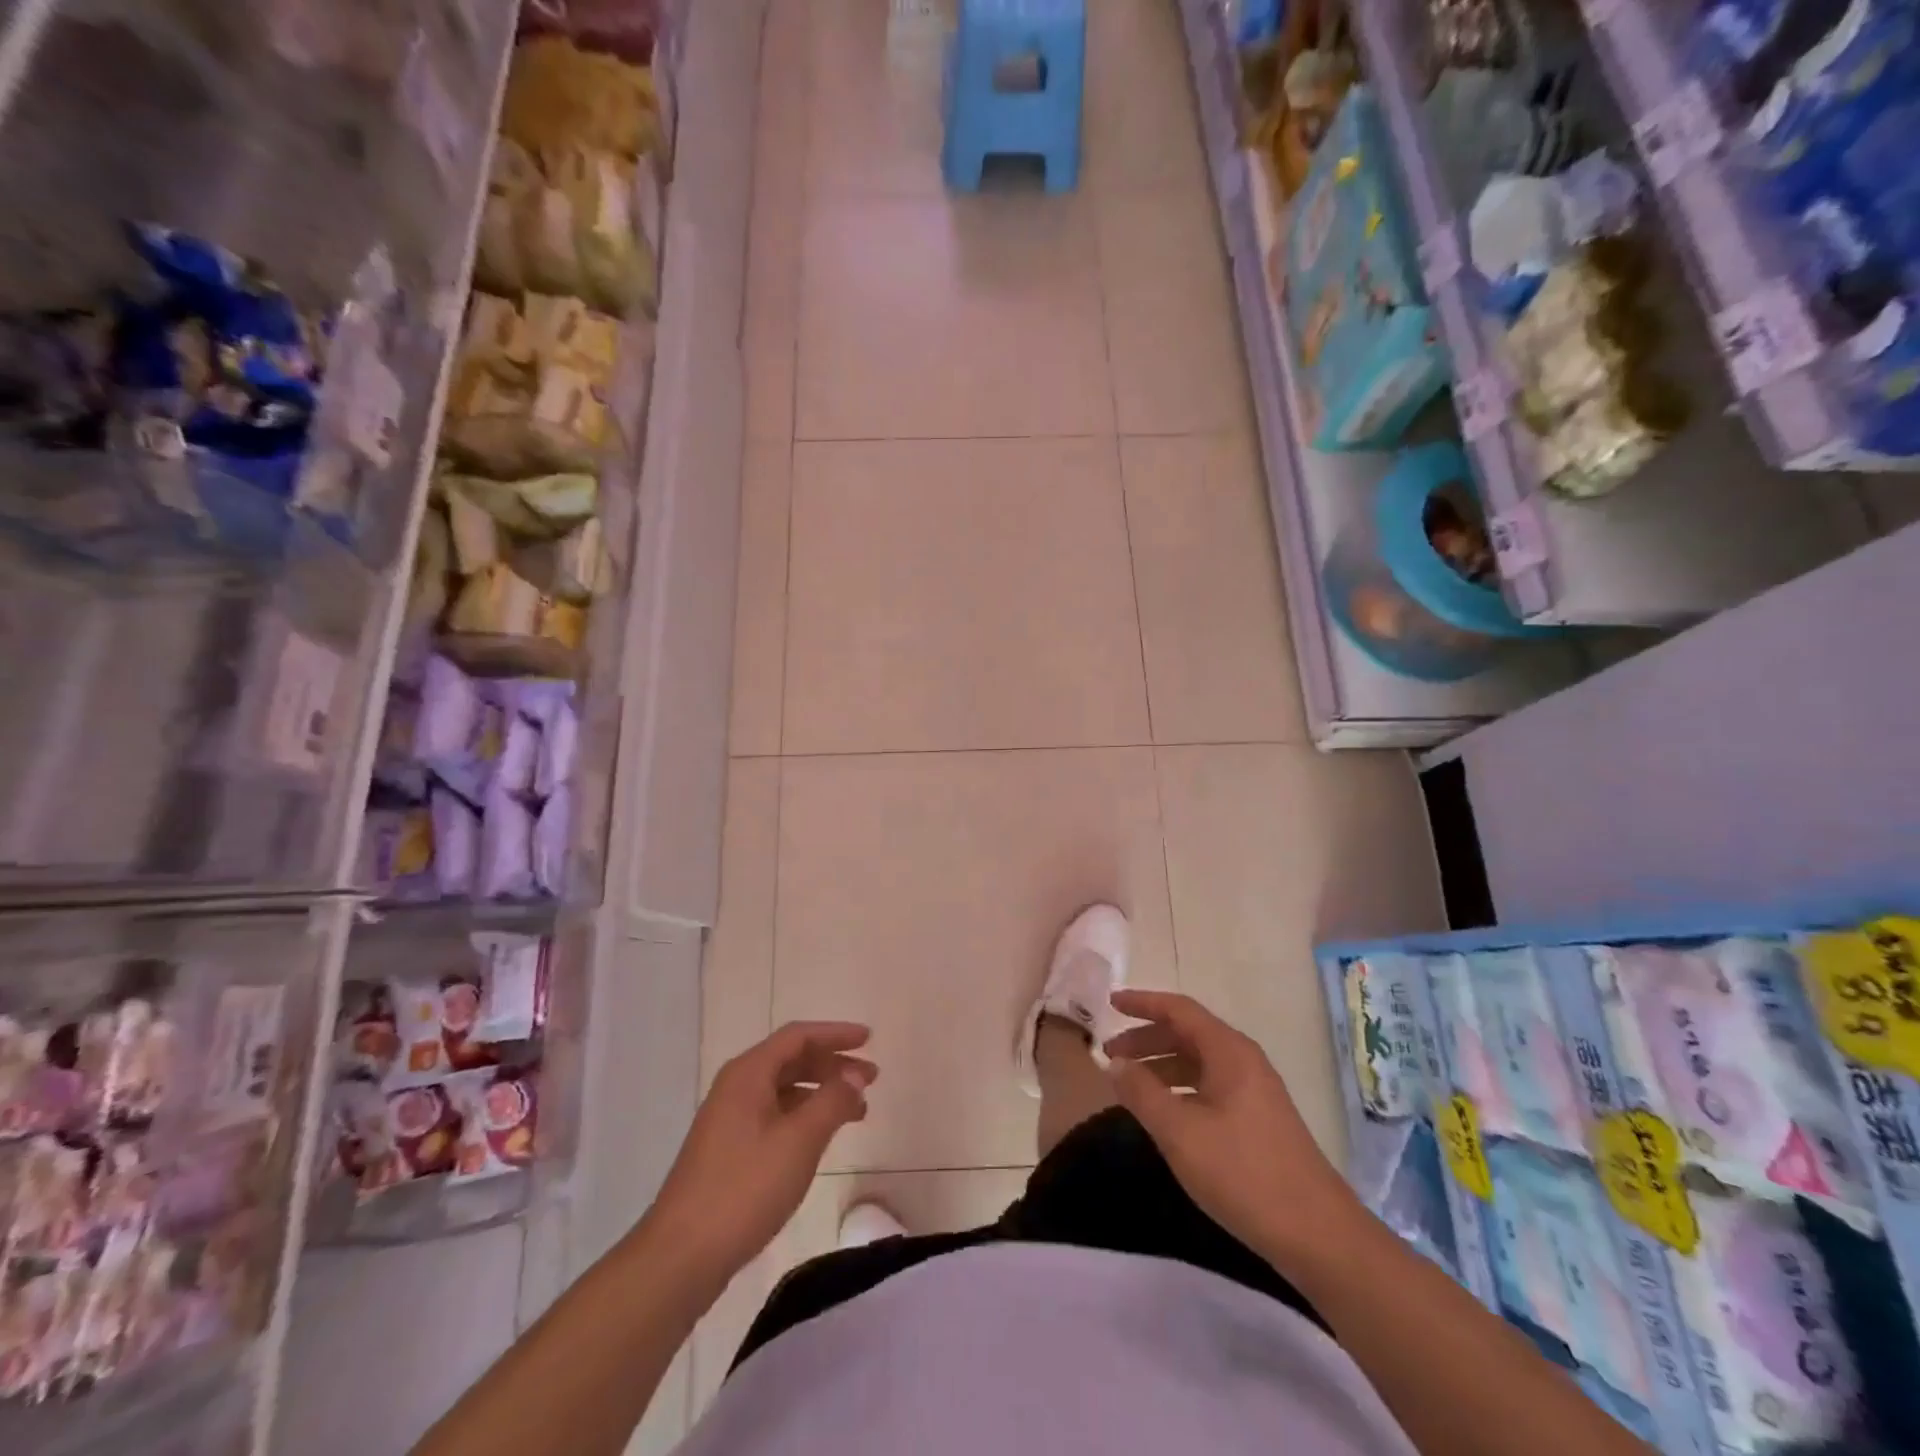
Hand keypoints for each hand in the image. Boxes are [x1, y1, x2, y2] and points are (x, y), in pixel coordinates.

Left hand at [649, 1022, 875, 1279]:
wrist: (681, 1257)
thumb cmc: (744, 1189)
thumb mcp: (799, 1141)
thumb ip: (832, 1101)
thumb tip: (855, 1074)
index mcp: (748, 1074)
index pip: (798, 1036)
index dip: (836, 1033)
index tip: (869, 1039)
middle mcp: (736, 1087)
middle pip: (791, 1060)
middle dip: (833, 1065)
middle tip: (870, 1079)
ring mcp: (729, 1120)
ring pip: (784, 1090)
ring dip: (821, 1093)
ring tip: (857, 1111)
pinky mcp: (728, 1150)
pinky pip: (775, 1115)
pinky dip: (804, 1116)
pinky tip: (821, 1137)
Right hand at [1102, 990, 1359, 1268]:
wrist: (1318, 1235)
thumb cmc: (1243, 1174)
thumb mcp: (1180, 1132)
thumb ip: (1142, 1092)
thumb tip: (1117, 1064)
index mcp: (1228, 1051)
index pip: (1179, 1010)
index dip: (1142, 1003)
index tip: (1110, 1004)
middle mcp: (1243, 1061)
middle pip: (1187, 1033)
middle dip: (1146, 1039)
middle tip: (1110, 1054)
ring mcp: (1254, 1091)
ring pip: (1198, 1062)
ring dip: (1161, 1066)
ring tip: (1128, 1084)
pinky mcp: (1258, 1119)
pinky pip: (1209, 1086)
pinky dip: (1179, 1088)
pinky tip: (1163, 1112)